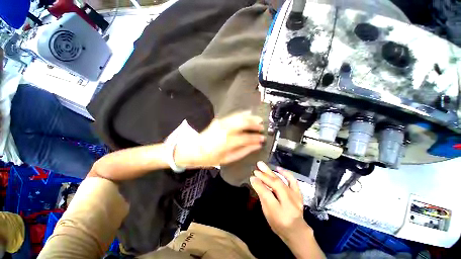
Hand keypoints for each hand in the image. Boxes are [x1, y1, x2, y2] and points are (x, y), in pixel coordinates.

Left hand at [174, 111, 264, 167]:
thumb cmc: (209, 157)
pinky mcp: (219, 120)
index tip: (262, 139)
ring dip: (250, 117)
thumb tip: (255, 146)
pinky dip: (242, 114)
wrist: (193, 149)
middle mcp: (225, 130)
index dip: (256, 138)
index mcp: (227, 142)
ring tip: (258, 120)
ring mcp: (221, 123)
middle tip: (262, 127)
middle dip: (255, 124)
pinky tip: (248, 113)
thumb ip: (243, 151)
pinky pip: (233, 115)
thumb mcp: (227, 159)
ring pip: (239, 117)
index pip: (246, 138)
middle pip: (244, 123)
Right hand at [250, 161, 309, 242]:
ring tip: (261, 165)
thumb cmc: (278, 222)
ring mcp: (295, 197)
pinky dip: (286, 173)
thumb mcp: (267, 212)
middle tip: (255, 169)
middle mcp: (288, 204)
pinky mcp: (298, 193)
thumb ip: (261, 195)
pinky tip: (278, 168)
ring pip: (281, 181)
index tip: (251, 177)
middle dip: (264, 176)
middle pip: (275, 185)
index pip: (267, 194)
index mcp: (279, 212)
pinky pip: (293, 181)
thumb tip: (254, 181)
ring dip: (270, 172)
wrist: (296, 230)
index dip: (259, 185)